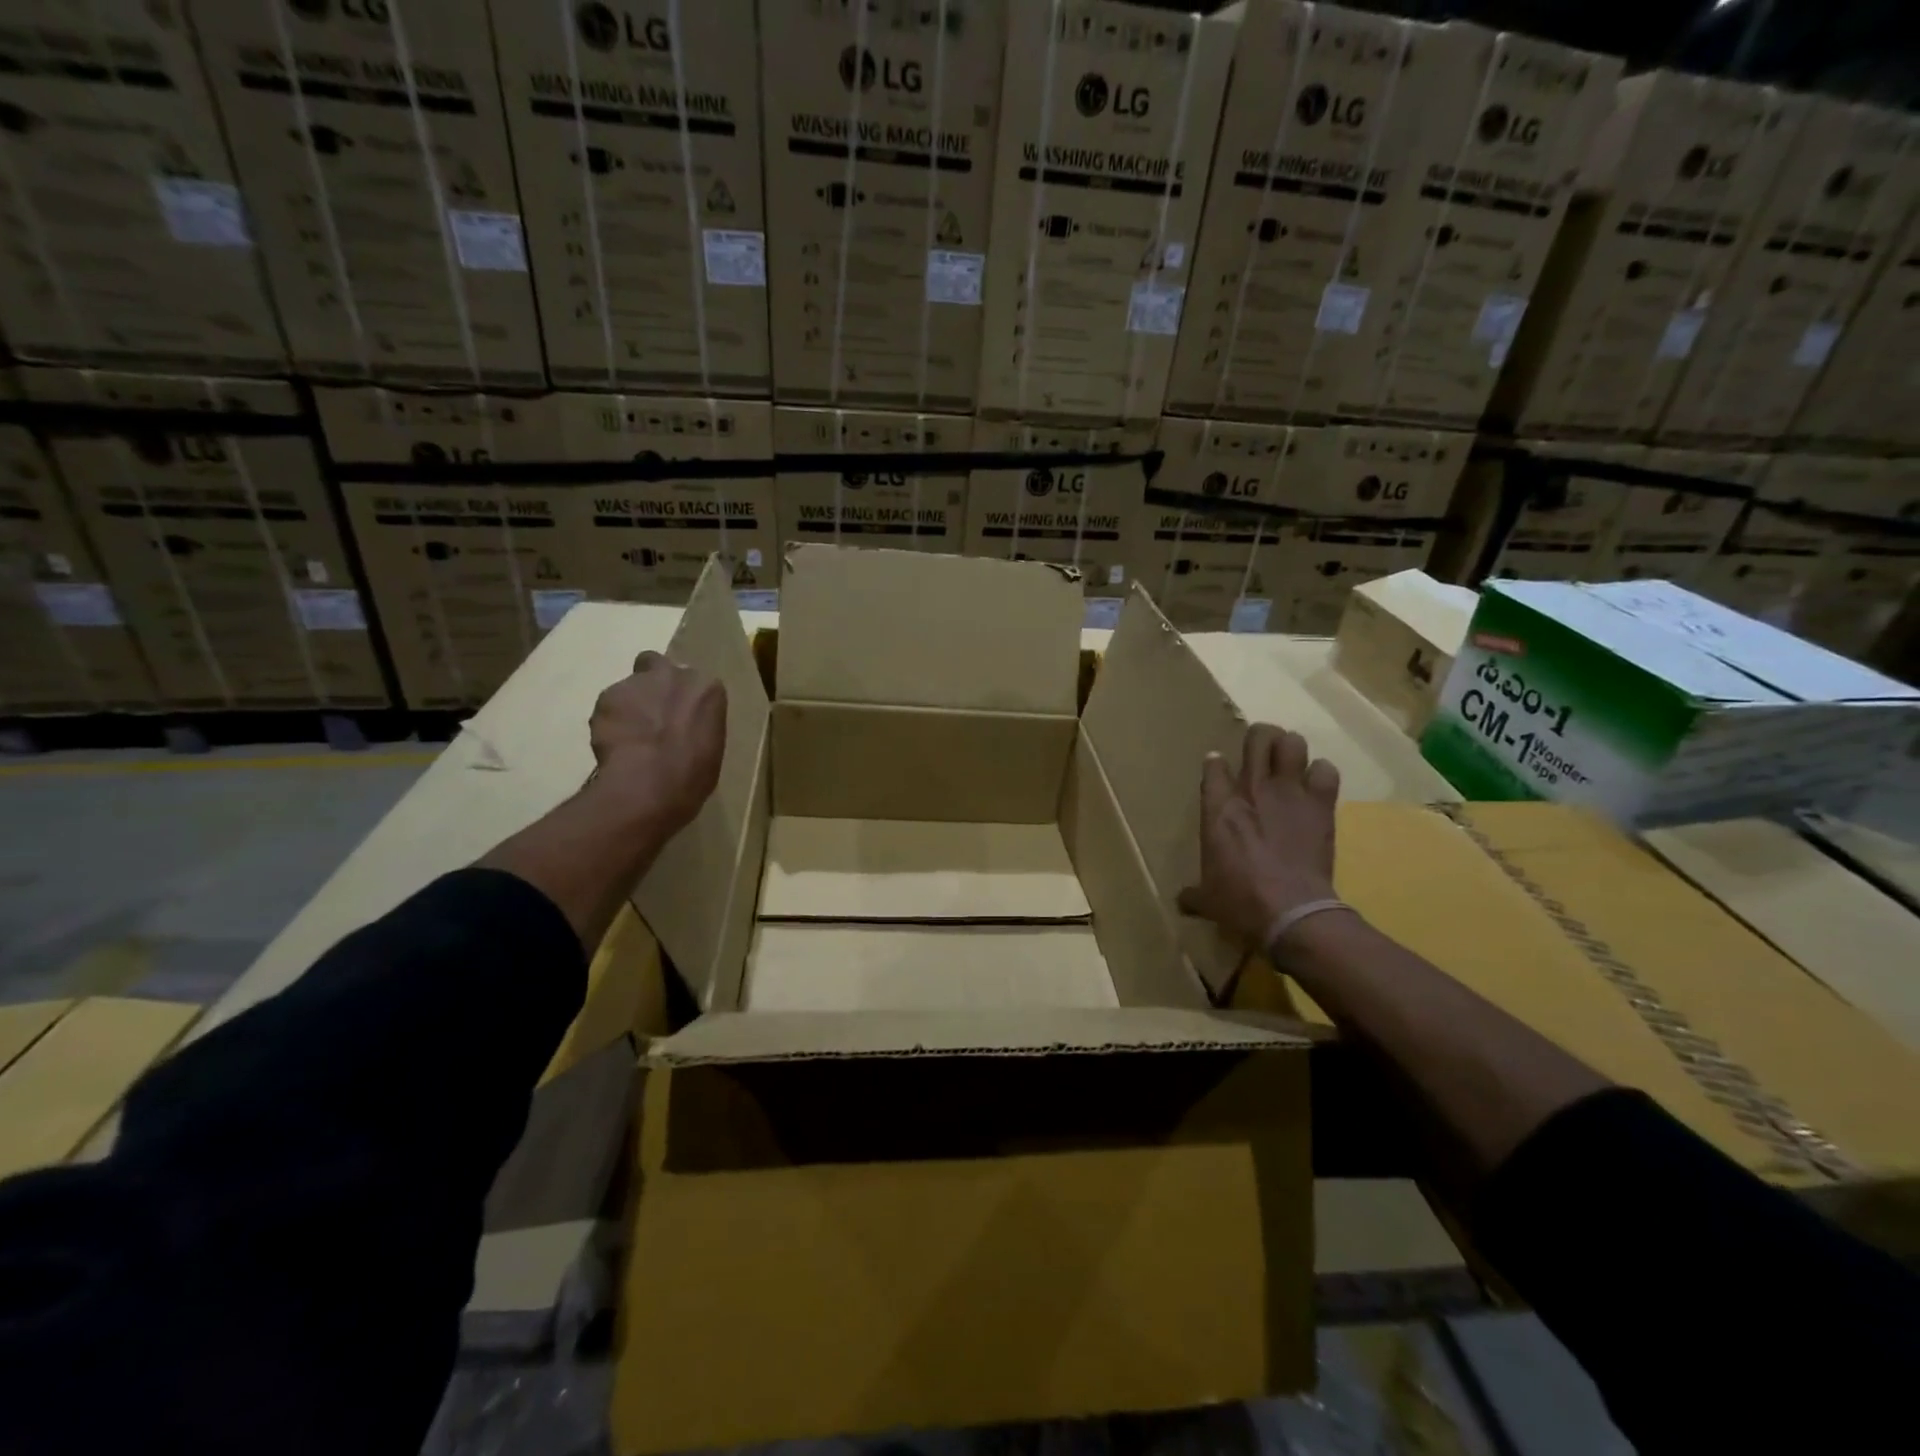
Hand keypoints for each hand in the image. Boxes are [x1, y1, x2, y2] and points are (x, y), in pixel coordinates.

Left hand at [588, 651, 726, 832]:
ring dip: (629, 706)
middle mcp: (673, 675)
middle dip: (652, 684)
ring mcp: (637, 683)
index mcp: (707, 688)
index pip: (695, 684)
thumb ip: (696, 725)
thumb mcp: (710, 747)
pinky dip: (609, 722)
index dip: (684, 699)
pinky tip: (614, 746)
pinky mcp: (606, 696)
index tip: (680, 718)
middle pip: (657, 665)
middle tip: (651, 715)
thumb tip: (684, 729)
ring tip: (628, 739)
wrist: (650, 782)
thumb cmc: (692, 773)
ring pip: (629, 687)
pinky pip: (608, 707)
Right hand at [1178, 724, 1342, 947]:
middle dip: (1259, 737)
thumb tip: (1183, 902)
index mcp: (1218, 807)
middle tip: (1260, 751)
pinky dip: (1322, 775)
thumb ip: (1195, 893)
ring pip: (1293, 743)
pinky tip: (1316, 786)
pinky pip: (1326, 771)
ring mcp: (1289, 793)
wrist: (1291, 911)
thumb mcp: (1207, 898)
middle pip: (1258, 737)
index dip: (1215, 763)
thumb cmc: (1239, 901)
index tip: (1218, 769)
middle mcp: (1252, 789)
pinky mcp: (1321, 805)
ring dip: (1291, 749)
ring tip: (1289, 761)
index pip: (1214, 765)